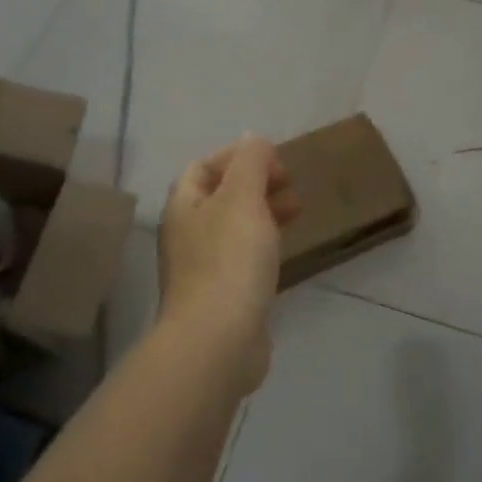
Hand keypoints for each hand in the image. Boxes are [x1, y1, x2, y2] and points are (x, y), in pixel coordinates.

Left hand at [159, 135, 299, 391]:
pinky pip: (242, 258)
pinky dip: (263, 245)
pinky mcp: (221, 297)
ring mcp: (201, 268)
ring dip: (263, 213)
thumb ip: (250, 163)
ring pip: (233, 227)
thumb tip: (252, 139)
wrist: (217, 341)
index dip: (237, 156)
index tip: (274, 161)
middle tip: (290, 185)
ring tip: (297, 213)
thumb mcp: (243, 198)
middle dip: (255, 184)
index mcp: (184, 206)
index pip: (204, 166)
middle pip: (220, 196)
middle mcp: (186, 234)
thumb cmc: (229, 260)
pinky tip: (285, 252)